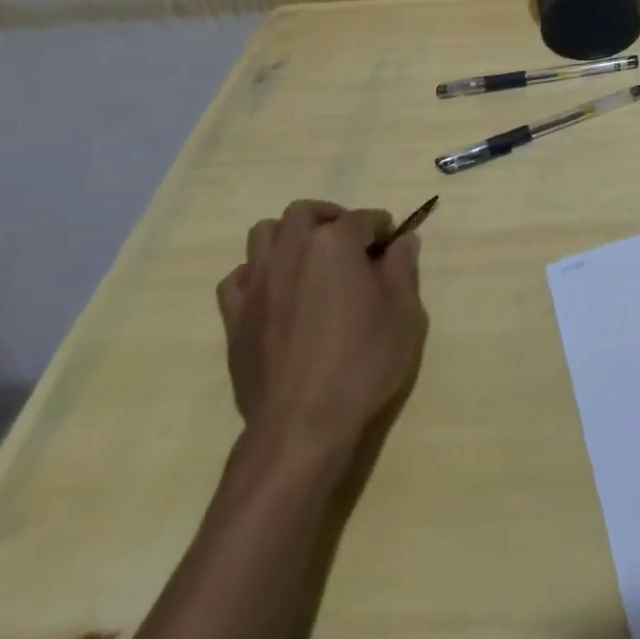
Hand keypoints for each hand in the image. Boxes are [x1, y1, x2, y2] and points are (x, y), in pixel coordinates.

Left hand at [216, 200, 427, 455]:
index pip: (363, 218)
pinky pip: (238, 277)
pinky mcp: (234, 317)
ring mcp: (257, 283)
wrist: (302, 426)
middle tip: (350, 243)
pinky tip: (275, 293)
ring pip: (264, 234)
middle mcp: (291, 250)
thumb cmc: (362, 363)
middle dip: (330, 218)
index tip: (392, 246)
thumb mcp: (404, 313)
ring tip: (309, 260)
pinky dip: (256, 274)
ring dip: (288, 237)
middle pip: (305, 213)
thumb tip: (402, 241)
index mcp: (334, 243)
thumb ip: (403, 267)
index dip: (382, 228)